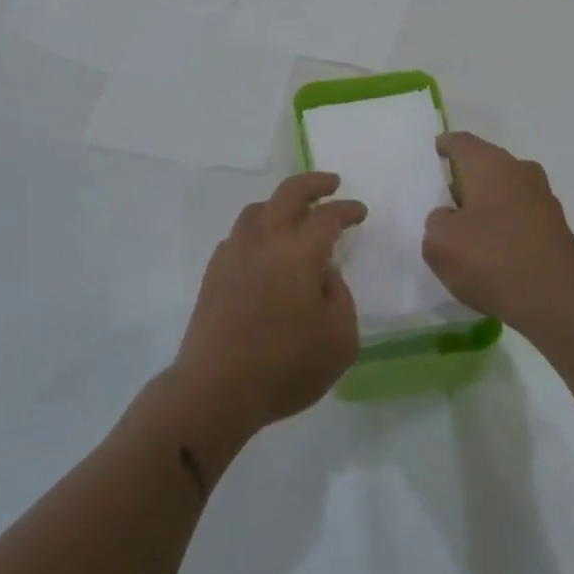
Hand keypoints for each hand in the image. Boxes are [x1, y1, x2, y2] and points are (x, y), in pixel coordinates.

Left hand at [172, 173, 366, 441]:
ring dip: (281, 204)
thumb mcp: (340, 340)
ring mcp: (235, 254)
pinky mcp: (214, 273)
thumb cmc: (285, 366)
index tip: (360, 212)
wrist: (215, 390)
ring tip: (295, 214)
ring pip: (257, 210)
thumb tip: (324, 274)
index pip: (328, 216)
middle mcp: (265, 240)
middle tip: (331, 184)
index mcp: (300, 251)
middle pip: (288, 193)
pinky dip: (257, 231)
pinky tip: (263, 250)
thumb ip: (340, 297)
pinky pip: (238, 236)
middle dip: (313, 183)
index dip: (347, 210)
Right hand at [423, 132, 573, 338]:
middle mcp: (520, 171)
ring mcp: (544, 198)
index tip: (429, 160)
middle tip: (441, 202)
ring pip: (505, 191)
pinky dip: (505, 227)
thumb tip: (450, 218)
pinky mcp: (557, 228)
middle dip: (464, 180)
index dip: (442, 148)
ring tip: (466, 232)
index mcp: (490, 164)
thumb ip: (436, 221)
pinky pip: (521, 217)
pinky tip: (494, 253)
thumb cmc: (492, 260)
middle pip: (485, 165)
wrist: (557, 301)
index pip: (460, 142)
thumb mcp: (439, 242)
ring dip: (487, 205)